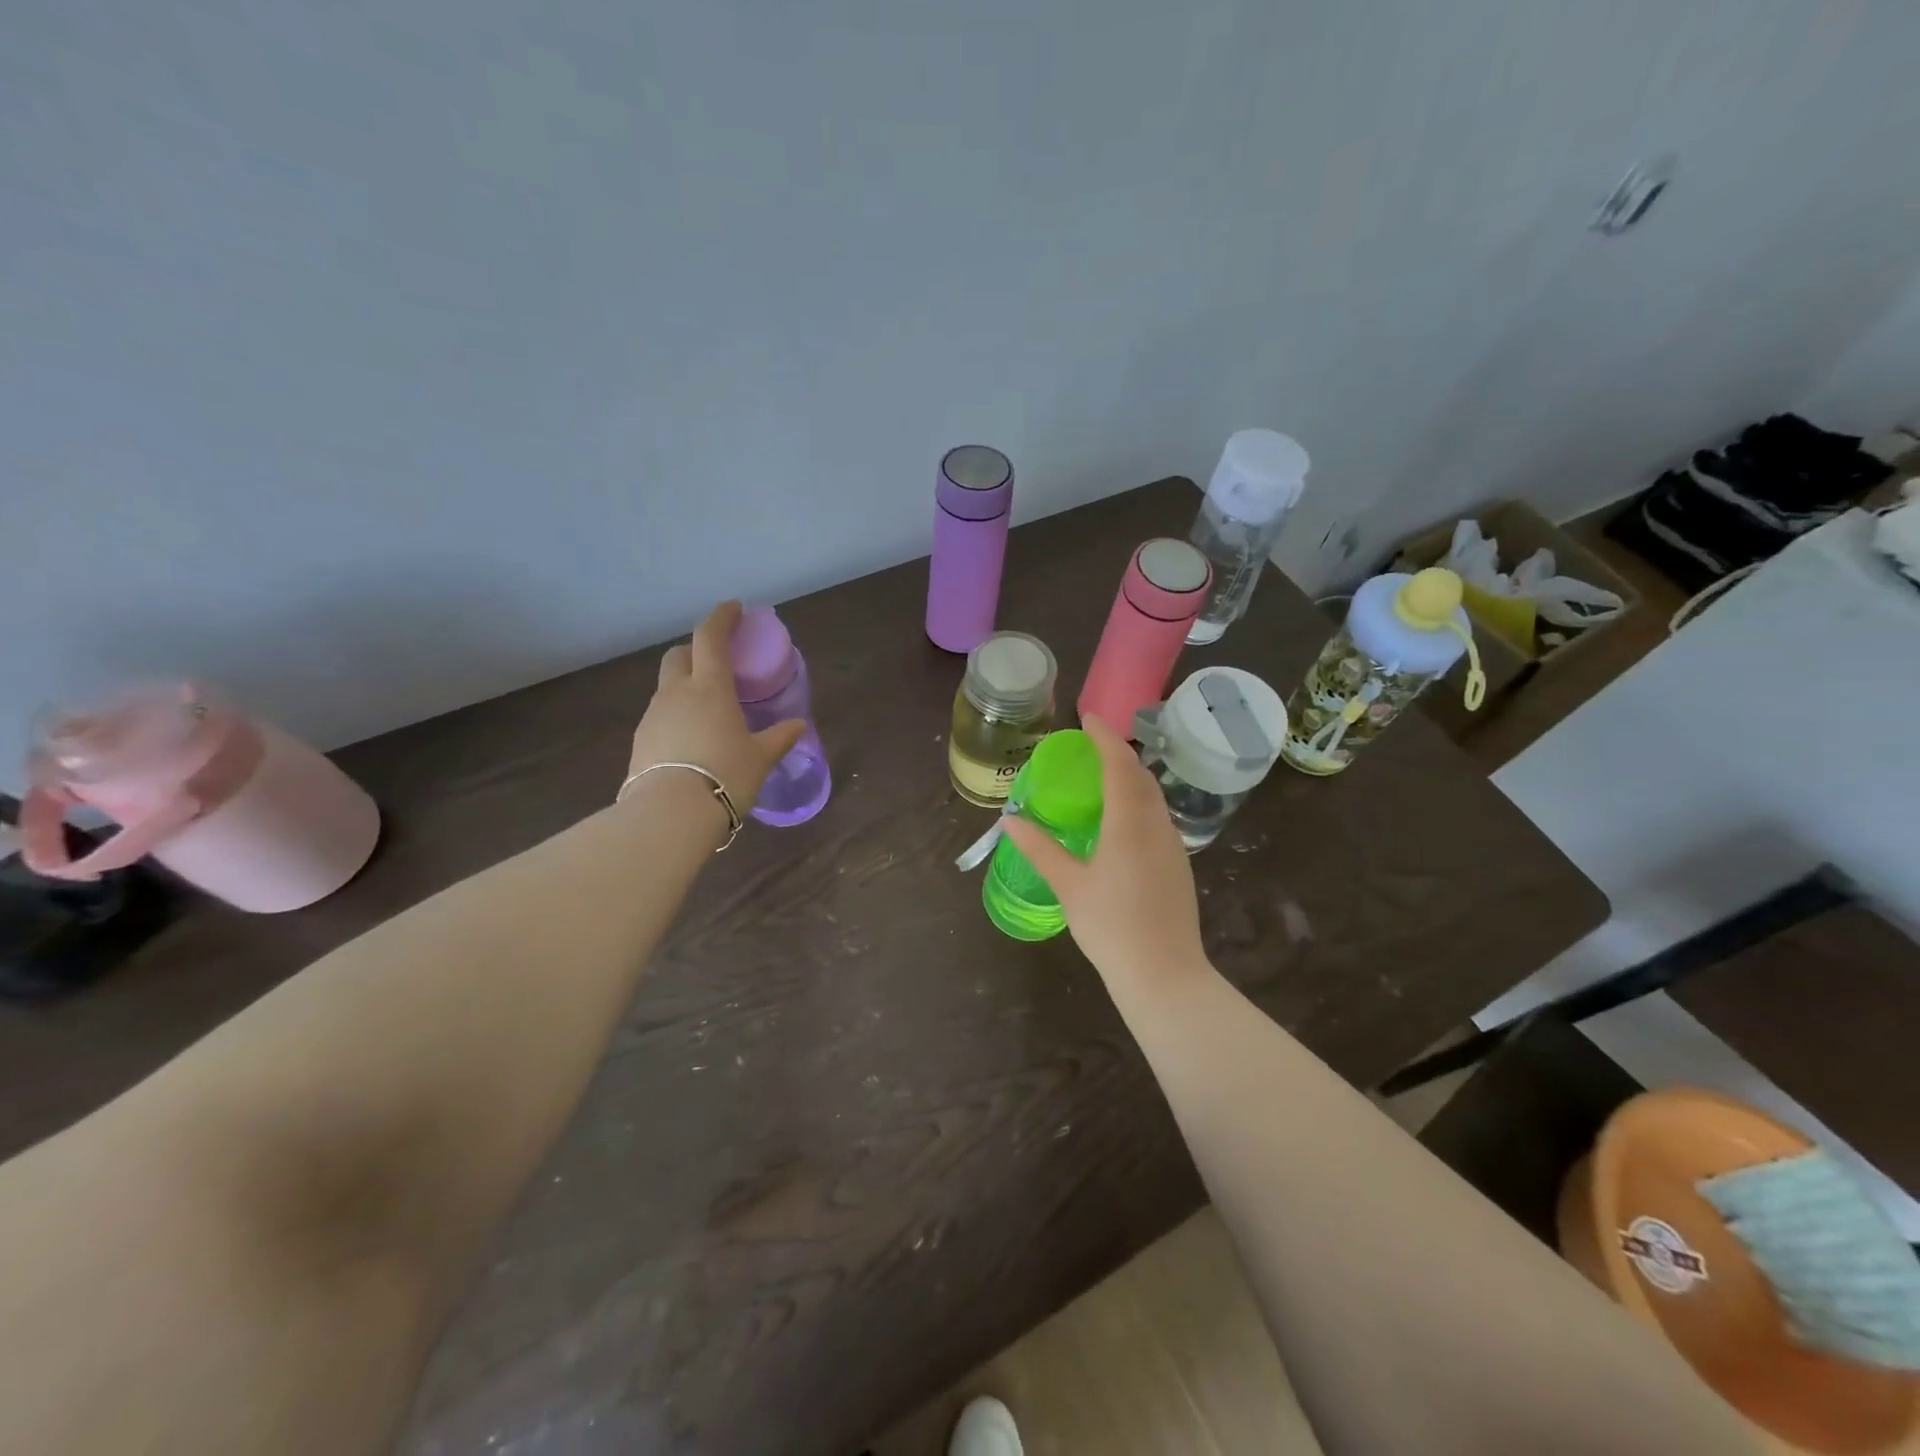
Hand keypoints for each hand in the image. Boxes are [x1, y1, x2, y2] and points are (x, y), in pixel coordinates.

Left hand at [628, 601, 806, 816]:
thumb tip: (799, 726)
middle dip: (696, 650)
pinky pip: (661, 715)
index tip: (733, 608)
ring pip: (667, 686)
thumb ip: (779, 738)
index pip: (710, 637)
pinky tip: (691, 738)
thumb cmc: (725, 776)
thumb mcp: (760, 758)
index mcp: (709, 687)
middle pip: (679, 655)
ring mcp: (653, 716)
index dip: (721, 617)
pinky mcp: (640, 741)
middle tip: (718, 661)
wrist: (669, 815)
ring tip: (708, 708)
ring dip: (685, 685)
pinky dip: (676, 714)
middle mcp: (676, 693)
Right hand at [1003, 715, 1209, 996]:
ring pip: (1153, 797)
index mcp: (1129, 824)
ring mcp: (1173, 845)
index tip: (1087, 718)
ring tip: (1103, 777)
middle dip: (1118, 754)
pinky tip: (1121, 820)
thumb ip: (1040, 849)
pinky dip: (1138, 802)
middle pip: (1140, 776)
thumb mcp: (1069, 886)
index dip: (1104, 737)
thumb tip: (1010, 819)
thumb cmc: (1111, 928)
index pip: (1119, 765)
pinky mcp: (1178, 865)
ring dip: (1130, 777)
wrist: (1165, 975)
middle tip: (1091, 746)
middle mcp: (1157, 826)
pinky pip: (1158, 817)